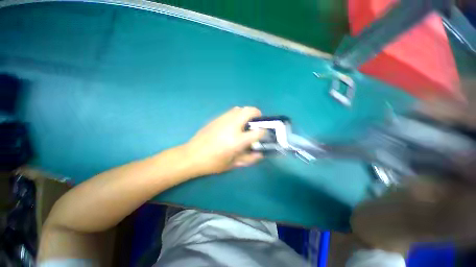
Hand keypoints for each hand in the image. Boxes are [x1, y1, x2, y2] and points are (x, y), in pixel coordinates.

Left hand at [184, 107, 265, 175]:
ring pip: (239, 109)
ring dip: (246, 113)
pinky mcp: (216, 119)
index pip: (257, 132)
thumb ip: (249, 159)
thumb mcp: (233, 164)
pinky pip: (230, 112)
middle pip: (249, 111)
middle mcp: (232, 126)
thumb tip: (260, 154)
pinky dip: (237, 114)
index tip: (264, 133)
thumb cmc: (213, 163)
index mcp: (237, 140)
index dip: (264, 132)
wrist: (192, 155)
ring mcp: (223, 120)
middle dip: (257, 114)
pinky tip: (234, 123)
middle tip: (258, 121)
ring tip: (246, 122)